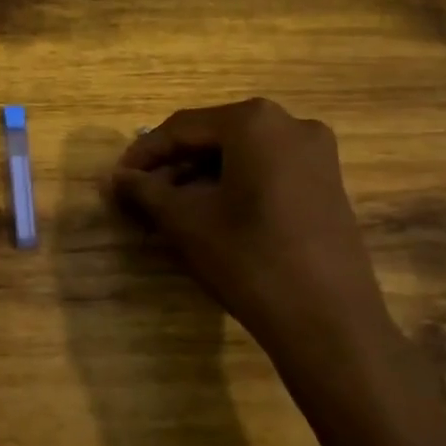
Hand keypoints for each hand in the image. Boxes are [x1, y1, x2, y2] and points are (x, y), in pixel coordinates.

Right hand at [110, 98, 384, 348]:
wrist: (329, 323)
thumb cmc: (249, 259)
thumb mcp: (185, 221)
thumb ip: (145, 191)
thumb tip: (116, 178)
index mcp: (254, 121)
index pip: (183, 127)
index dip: (145, 153)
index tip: (118, 178)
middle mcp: (290, 123)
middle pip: (214, 137)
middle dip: (174, 165)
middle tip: (141, 195)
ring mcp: (316, 153)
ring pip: (241, 155)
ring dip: (201, 177)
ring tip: (170, 208)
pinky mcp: (328, 183)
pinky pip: (267, 171)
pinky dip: (234, 185)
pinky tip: (211, 214)